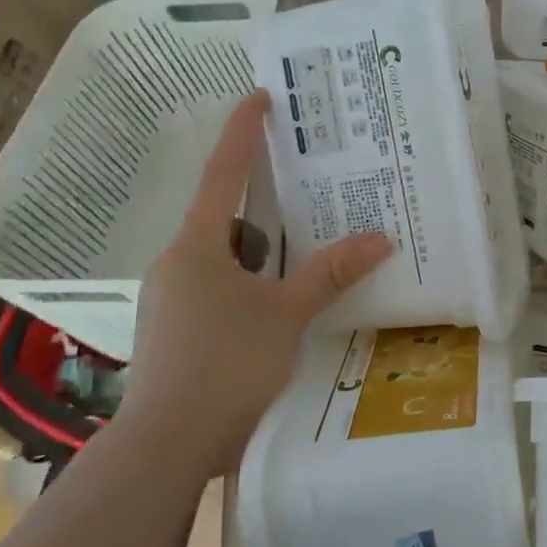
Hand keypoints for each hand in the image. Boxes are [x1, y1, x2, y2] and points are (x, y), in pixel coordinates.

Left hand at [117, 89, 391, 476]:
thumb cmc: (224, 366)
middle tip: (310, 192)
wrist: (165, 448)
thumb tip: (381, 237)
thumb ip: (331, 274)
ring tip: (308, 258)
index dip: (241, 132)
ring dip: (263, 254)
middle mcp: (177, 264)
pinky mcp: (177, 331)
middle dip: (266, 205)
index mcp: (197, 246)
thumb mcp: (286, 315)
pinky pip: (220, 289)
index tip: (259, 97)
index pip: (224, 174)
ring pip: (227, 259)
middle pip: (229, 219)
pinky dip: (251, 285)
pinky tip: (280, 308)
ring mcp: (172, 299)